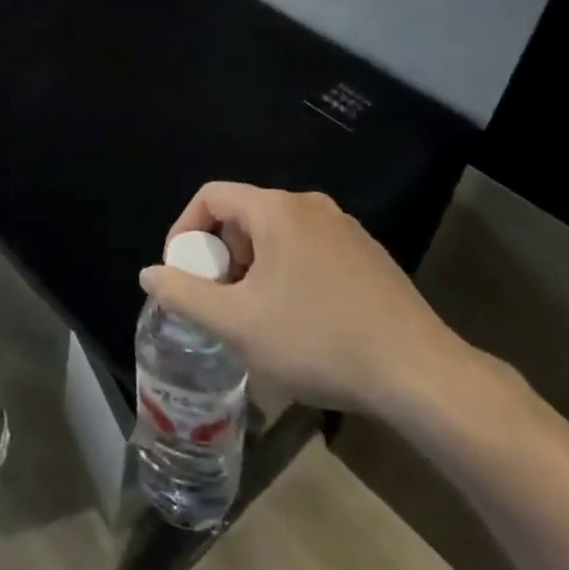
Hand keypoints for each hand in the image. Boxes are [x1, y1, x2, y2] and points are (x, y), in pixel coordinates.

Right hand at [139, 183, 482, 420]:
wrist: (418, 373)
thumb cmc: (316, 340)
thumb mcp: (236, 324)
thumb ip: (183, 294)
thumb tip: (150, 273)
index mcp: (276, 209)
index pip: (211, 196)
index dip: (184, 231)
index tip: (181, 273)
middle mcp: (311, 206)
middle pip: (244, 215)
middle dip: (219, 255)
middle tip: (217, 301)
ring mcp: (345, 228)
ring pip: (277, 235)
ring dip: (251, 267)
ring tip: (253, 316)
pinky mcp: (368, 255)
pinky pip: (309, 250)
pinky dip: (286, 273)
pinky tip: (298, 321)